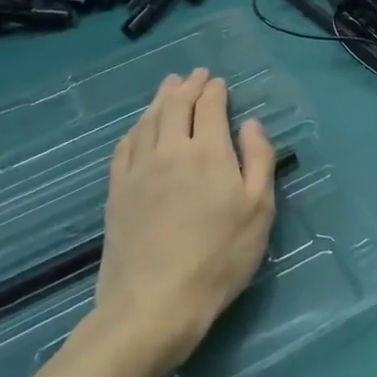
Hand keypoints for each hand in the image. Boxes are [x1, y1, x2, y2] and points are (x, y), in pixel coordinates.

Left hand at [89, 70, 276, 367]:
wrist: (155, 302)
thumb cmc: (219, 257)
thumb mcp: (259, 211)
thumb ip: (258, 161)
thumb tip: (252, 124)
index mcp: (208, 152)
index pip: (209, 107)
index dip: (214, 90)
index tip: (219, 81)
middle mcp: (170, 150)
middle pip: (176, 106)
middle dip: (187, 86)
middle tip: (194, 75)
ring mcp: (138, 170)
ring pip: (148, 121)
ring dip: (160, 99)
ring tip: (168, 86)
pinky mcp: (117, 191)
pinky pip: (125, 146)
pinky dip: (136, 127)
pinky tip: (139, 127)